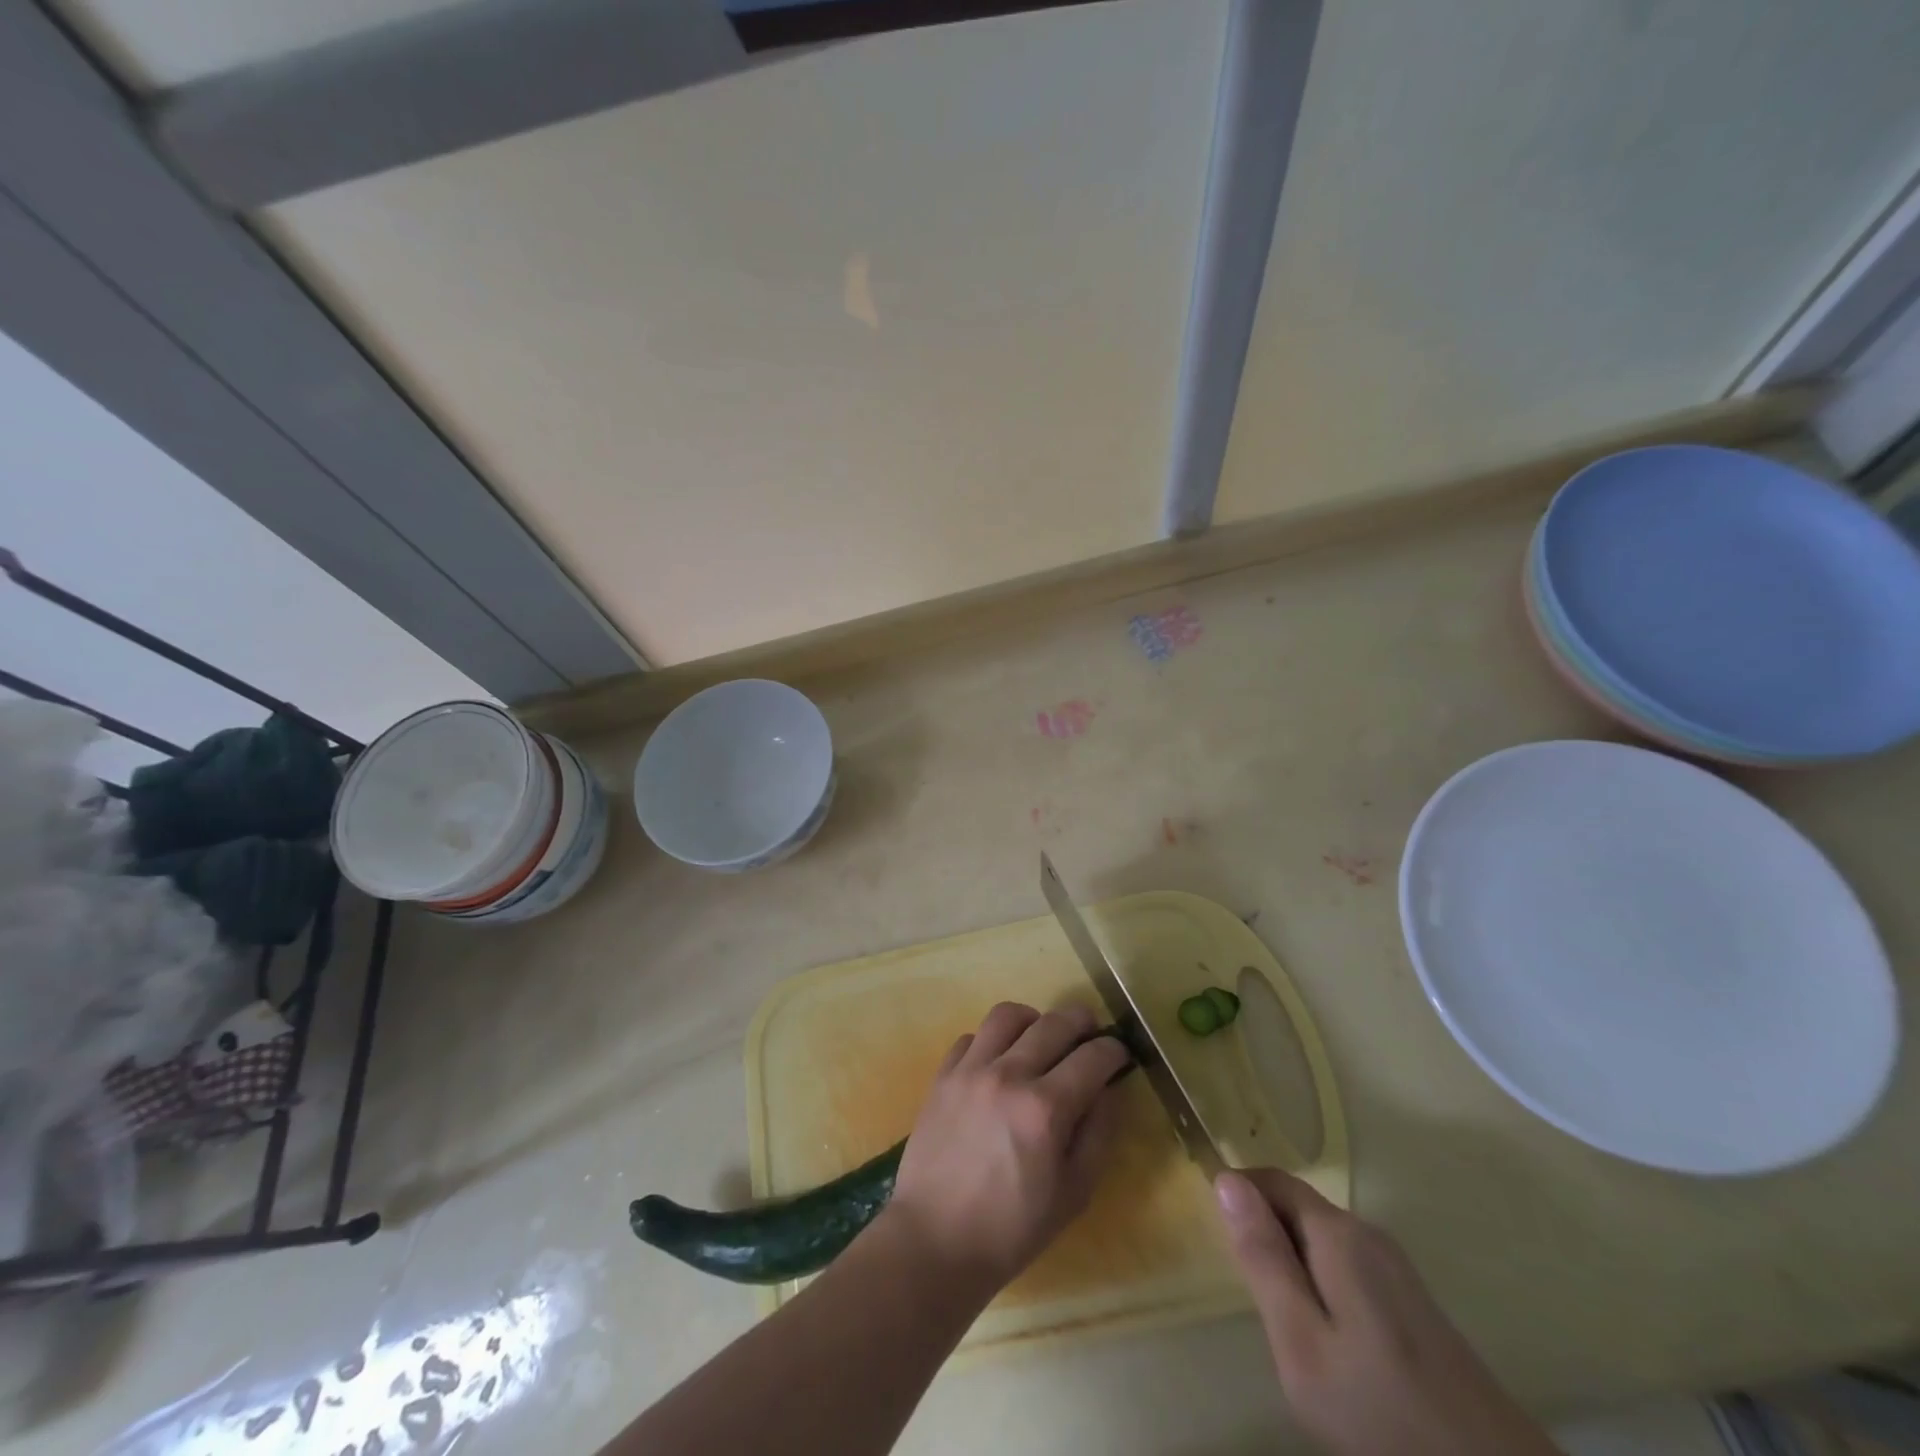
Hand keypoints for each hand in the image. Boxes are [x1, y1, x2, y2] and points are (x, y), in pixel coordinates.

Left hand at [881, 1002, 1131, 1295]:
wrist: (935, 1240)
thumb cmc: (1012, 1229)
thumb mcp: (1073, 1193)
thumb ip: (1098, 1134)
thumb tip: (1108, 1090)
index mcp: (1045, 1109)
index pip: (1092, 1057)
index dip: (1114, 1051)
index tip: (1120, 1055)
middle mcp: (1009, 1075)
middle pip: (1054, 1023)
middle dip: (1081, 1022)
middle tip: (1090, 1034)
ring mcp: (971, 1070)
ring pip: (1008, 1015)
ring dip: (1034, 1020)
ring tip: (1041, 1038)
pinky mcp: (942, 1075)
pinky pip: (972, 1036)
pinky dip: (992, 1041)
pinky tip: (999, 1062)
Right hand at [1214, 1168, 1558, 1455]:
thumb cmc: (1381, 1412)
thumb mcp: (1301, 1342)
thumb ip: (1263, 1258)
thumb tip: (1227, 1180)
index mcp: (1337, 1233)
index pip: (1271, 1179)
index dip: (1237, 1193)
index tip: (1216, 1236)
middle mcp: (1368, 1234)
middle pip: (1296, 1207)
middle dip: (1265, 1235)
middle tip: (1253, 1299)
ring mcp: (1396, 1268)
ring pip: (1320, 1240)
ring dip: (1292, 1264)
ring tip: (1287, 1328)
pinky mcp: (1414, 1302)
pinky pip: (1347, 1268)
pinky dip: (1321, 1286)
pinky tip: (1330, 1344)